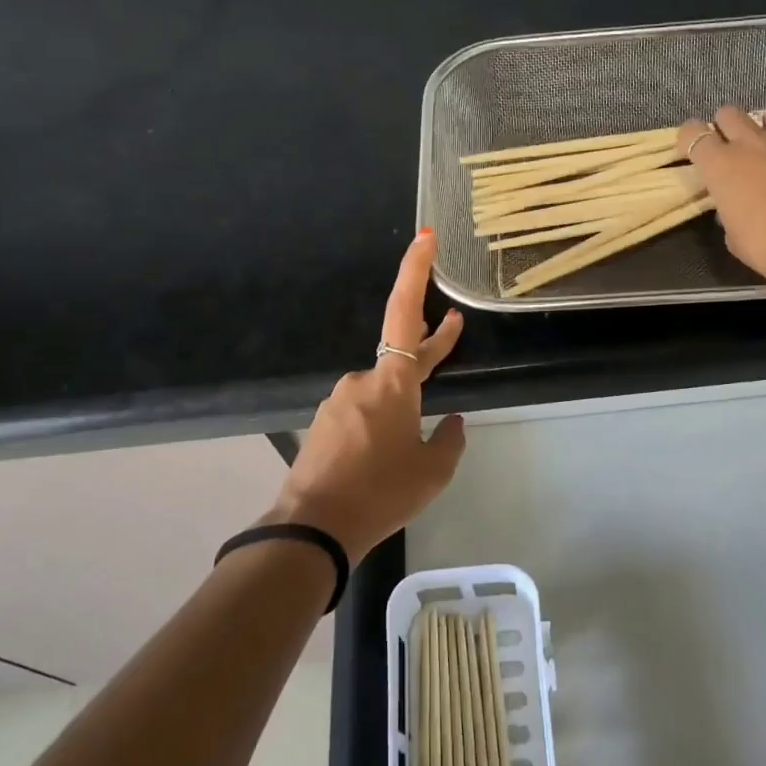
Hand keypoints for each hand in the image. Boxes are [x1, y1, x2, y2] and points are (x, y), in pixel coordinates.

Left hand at [266, 230, 466, 561]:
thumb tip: (451, 422)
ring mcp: (339, 401)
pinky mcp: (325, 423)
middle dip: (430, 342)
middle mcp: (363, 381)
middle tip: (452, 327)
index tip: (425, 237)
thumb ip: (449, 440)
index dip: (415, 272)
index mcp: (393, 383)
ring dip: (402, 397)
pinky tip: (386, 451)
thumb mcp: (433, 472)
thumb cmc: (382, 493)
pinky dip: (382, 419)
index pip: (406, 314)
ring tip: (415, 432)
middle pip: (402, 351)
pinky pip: (362, 410)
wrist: (313, 528)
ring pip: (382, 388)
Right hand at [678, 104, 765, 298]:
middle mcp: (754, 143)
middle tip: (734, 147)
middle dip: (727, 127)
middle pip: (729, 114)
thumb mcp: (735, 238)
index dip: (690, 138)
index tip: (693, 150)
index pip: (693, 134)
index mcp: (722, 166)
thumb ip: (731, 214)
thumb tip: (738, 209)